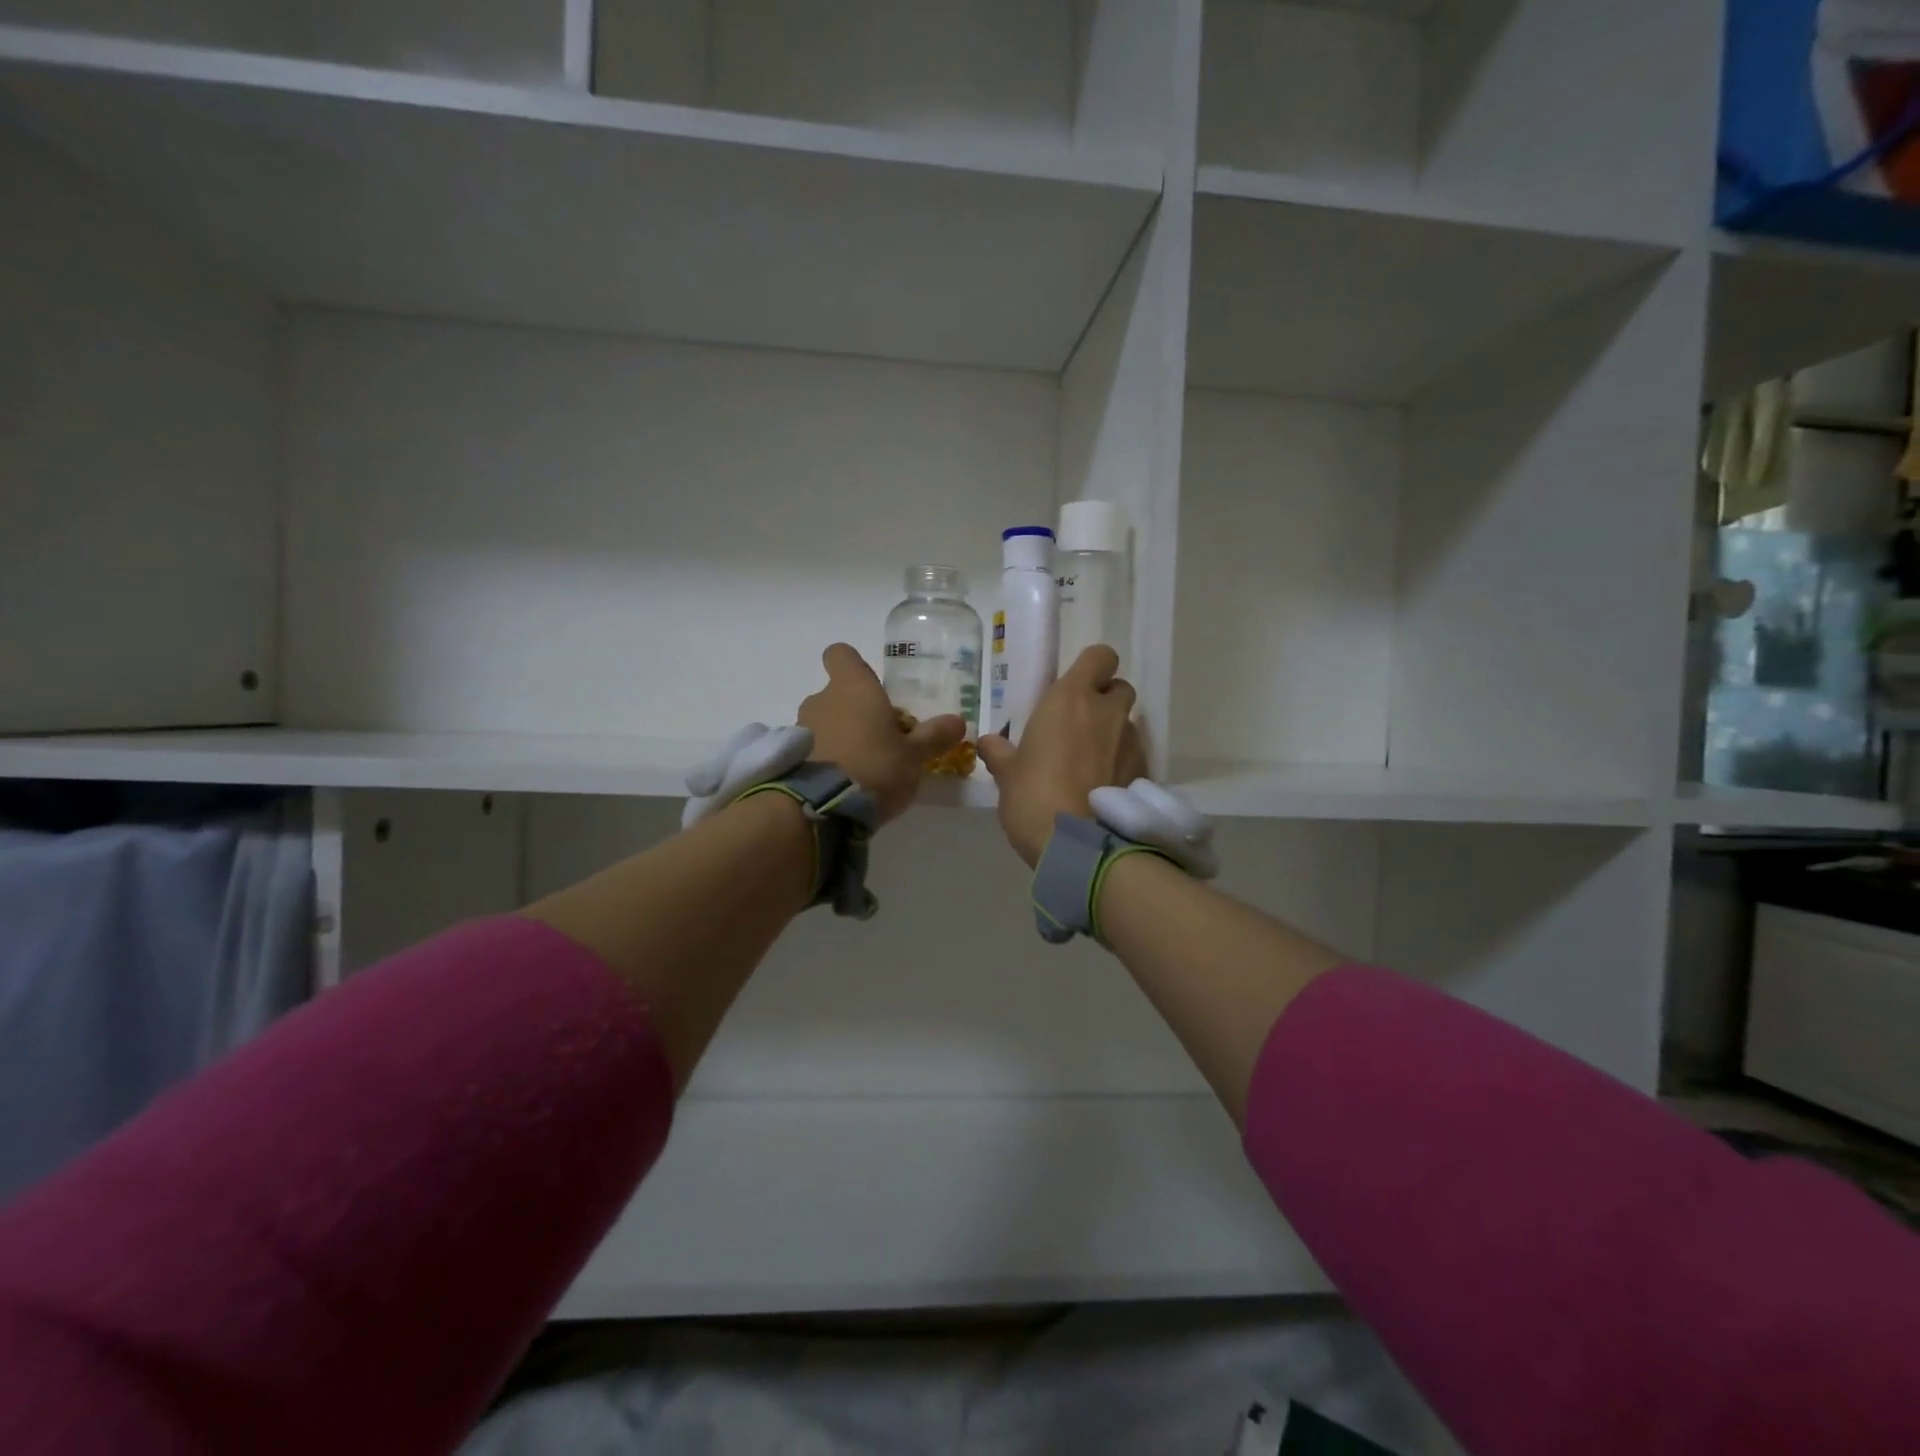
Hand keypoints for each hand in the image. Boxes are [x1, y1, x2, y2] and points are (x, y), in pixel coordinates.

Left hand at [799, 644, 963, 825]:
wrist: (821, 808)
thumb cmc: (875, 767)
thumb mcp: (914, 756)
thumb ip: (934, 736)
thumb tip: (958, 721)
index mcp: (854, 687)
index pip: (841, 655)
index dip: (853, 665)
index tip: (871, 686)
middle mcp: (822, 699)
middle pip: (836, 693)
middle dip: (855, 711)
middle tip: (880, 738)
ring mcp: (800, 727)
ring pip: (823, 721)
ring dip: (839, 735)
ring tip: (861, 766)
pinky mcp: (791, 757)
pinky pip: (811, 747)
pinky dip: (823, 758)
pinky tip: (841, 783)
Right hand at [977, 646, 1146, 866]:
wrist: (1079, 844)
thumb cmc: (1034, 796)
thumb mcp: (1007, 775)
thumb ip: (1000, 752)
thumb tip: (989, 741)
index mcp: (1071, 698)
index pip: (1099, 656)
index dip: (1092, 668)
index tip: (1074, 688)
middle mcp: (1107, 712)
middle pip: (1119, 687)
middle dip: (1104, 700)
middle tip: (1079, 726)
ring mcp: (1131, 742)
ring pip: (1127, 724)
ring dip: (1112, 735)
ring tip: (1089, 765)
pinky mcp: (1144, 772)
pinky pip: (1133, 756)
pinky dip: (1121, 764)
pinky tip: (1102, 789)